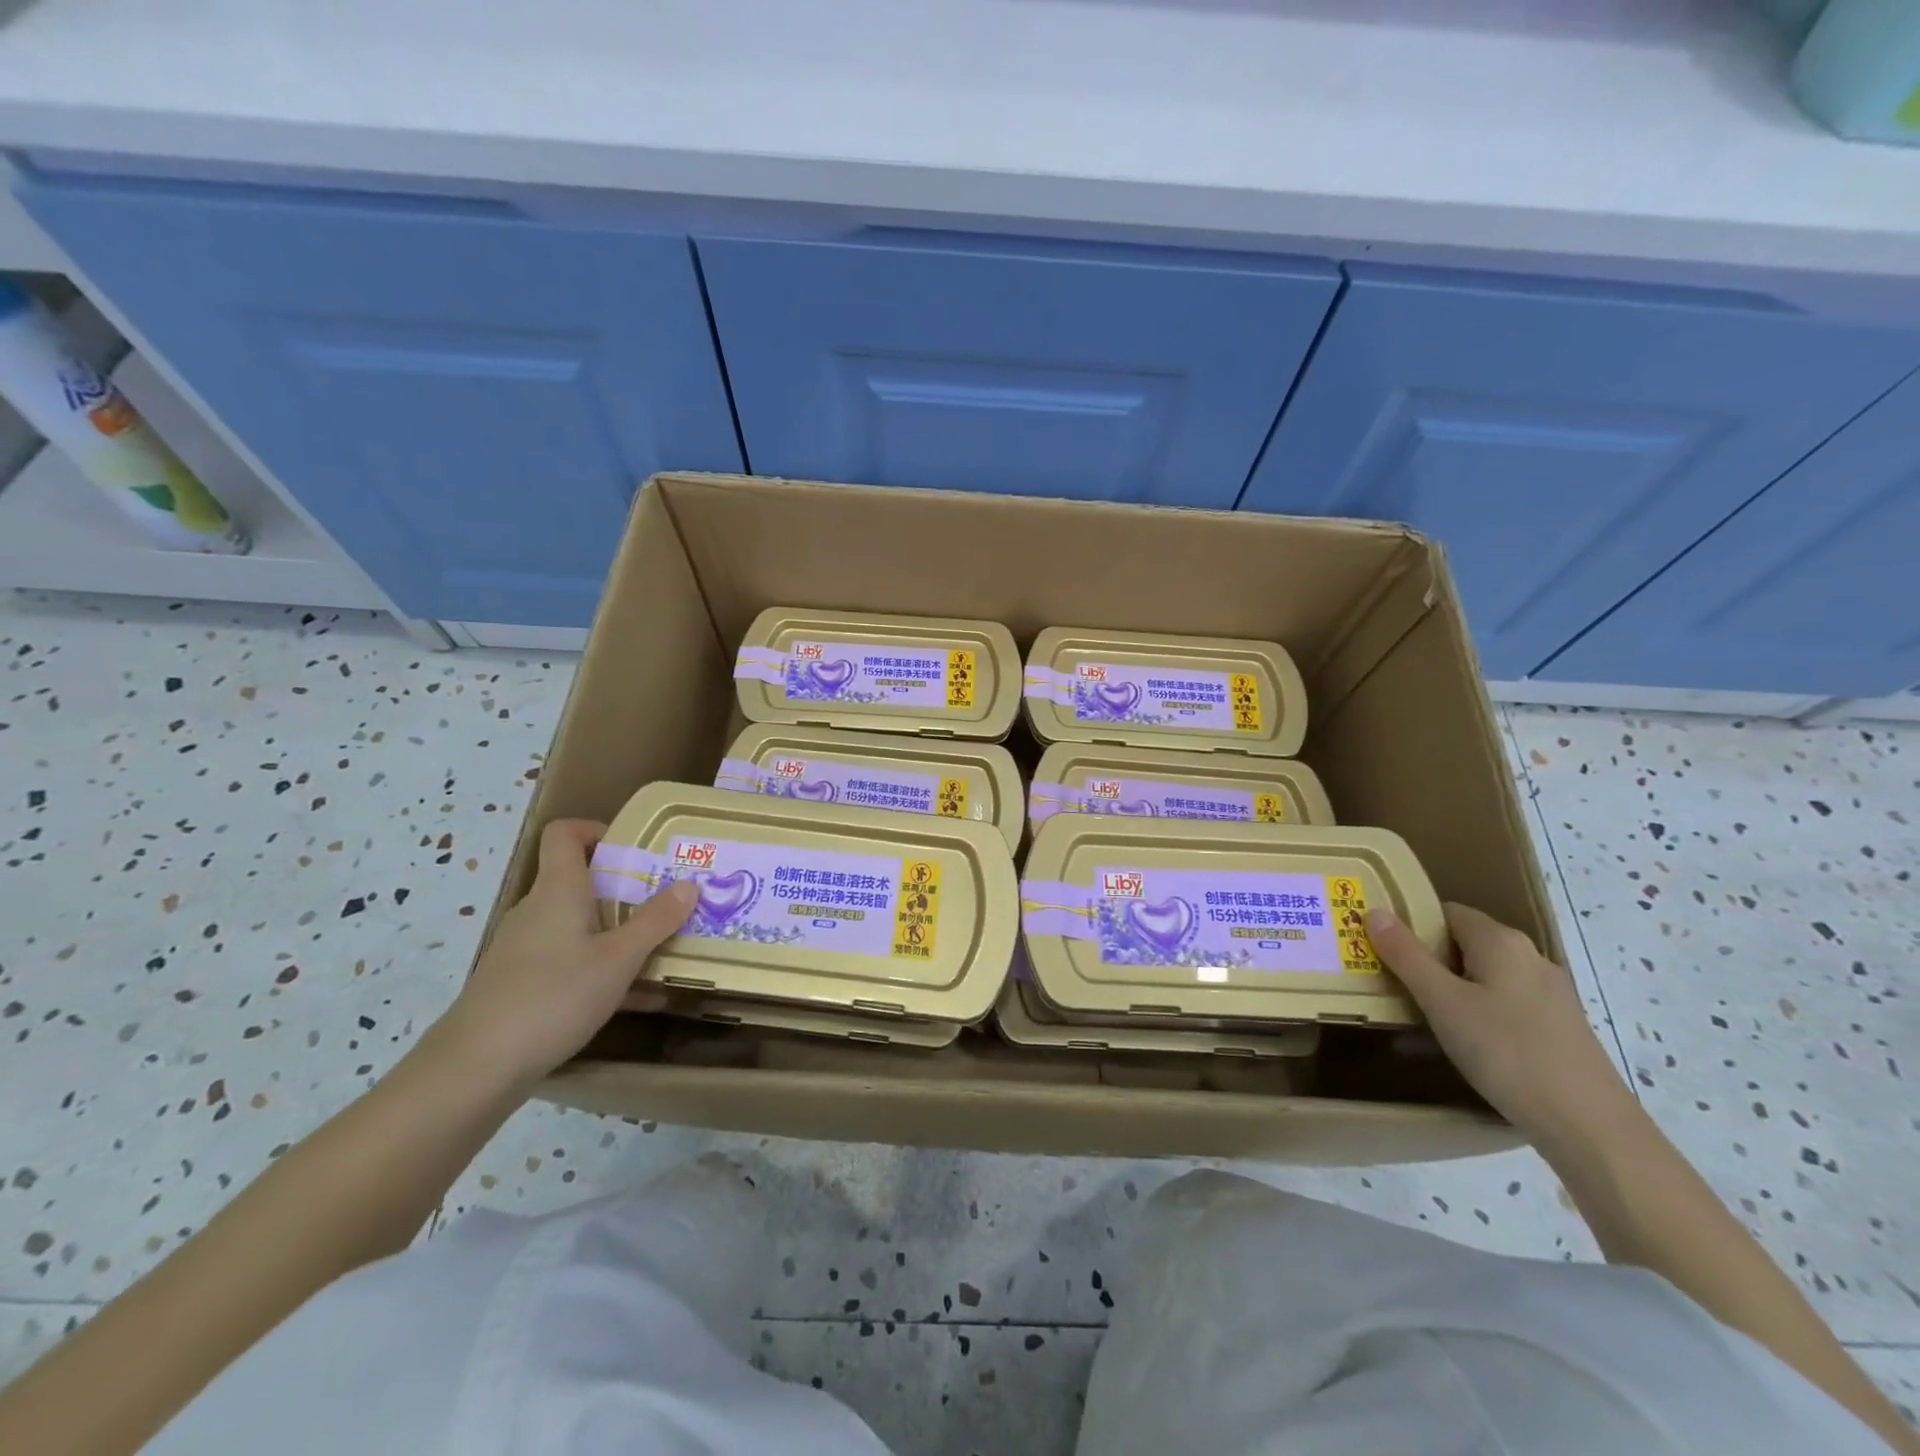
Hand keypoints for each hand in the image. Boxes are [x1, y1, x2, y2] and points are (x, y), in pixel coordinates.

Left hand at [424, 818, 697, 1091]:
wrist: (476, 1068)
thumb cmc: (553, 996)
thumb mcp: (619, 959)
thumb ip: (656, 921)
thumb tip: (689, 885)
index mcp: (558, 890)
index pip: (565, 833)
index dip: (597, 830)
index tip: (636, 850)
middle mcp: (538, 910)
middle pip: (581, 881)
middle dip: (628, 889)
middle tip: (668, 902)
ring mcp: (526, 948)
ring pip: (581, 926)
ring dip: (621, 933)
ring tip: (664, 950)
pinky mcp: (522, 983)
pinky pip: (573, 961)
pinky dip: (605, 969)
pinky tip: (643, 998)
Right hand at [1367, 903, 1641, 1148]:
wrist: (1592, 1128)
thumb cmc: (1507, 1052)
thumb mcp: (1442, 1003)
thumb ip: (1406, 956)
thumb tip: (1374, 911)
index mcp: (1501, 941)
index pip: (1445, 912)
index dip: (1410, 925)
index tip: (1380, 948)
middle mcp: (1529, 957)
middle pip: (1463, 944)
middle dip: (1425, 962)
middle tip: (1390, 985)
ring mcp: (1549, 994)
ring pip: (1482, 979)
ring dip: (1447, 992)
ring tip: (1415, 1020)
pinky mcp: (1558, 1027)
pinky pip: (1502, 1006)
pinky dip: (1474, 1015)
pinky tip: (1457, 1047)